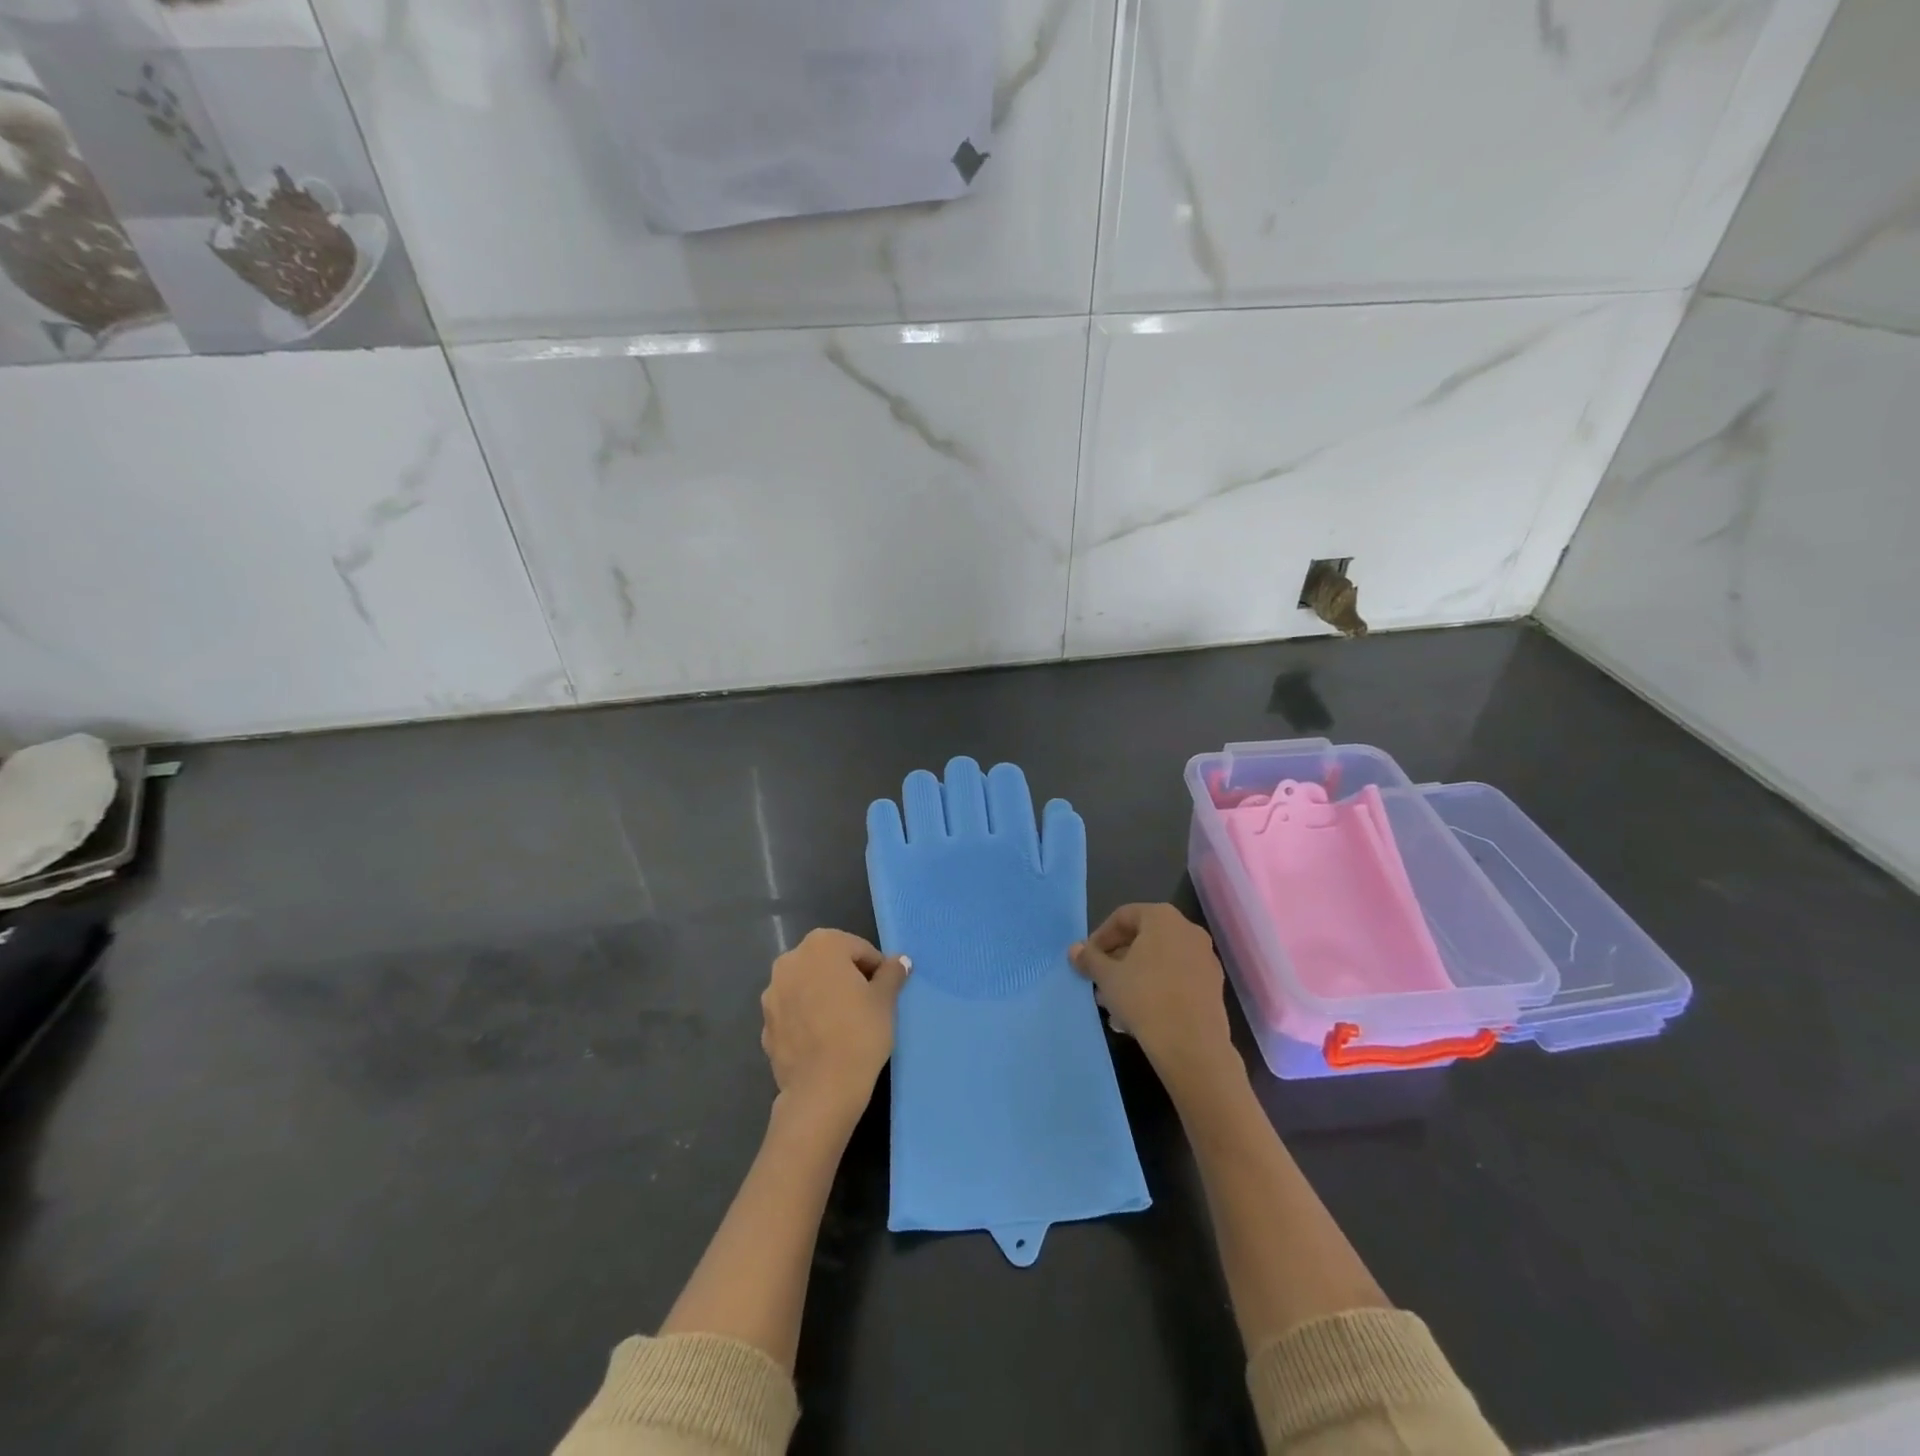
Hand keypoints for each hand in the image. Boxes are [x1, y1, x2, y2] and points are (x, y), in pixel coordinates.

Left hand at [761, 929, 909, 1131]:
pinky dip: (807, 1018)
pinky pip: (793, 1012)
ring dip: (823, 995)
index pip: (858, 949)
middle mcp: (790, 960)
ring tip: (843, 1024)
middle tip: (867, 1004)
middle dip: (846, 977)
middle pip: (828, 962)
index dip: (876, 968)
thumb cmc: (859, 1033)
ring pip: (807, 986)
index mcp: (822, 944)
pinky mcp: (765, 1024)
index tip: (885, 991)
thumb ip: (891, 974)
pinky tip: (823, 1040)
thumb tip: (900, 961)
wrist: (821, 1090)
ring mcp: (772, 993)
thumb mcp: (885, 1000)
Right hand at [1070, 904, 1235, 1096]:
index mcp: (1162, 917)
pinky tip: (1137, 1016)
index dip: (1100, 937)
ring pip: (1159, 962)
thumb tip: (1074, 950)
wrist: (1191, 1045)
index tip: (1087, 960)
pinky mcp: (1213, 987)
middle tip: (1099, 982)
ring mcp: (1204, 959)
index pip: (1123, 917)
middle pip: (1143, 939)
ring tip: (1114, 1005)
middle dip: (1117, 961)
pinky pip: (1176, 979)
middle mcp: (1188, 930)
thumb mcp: (1107, 977)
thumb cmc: (1144, 997)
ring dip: (1134, 978)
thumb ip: (1089, 959)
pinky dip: (1156, 990)